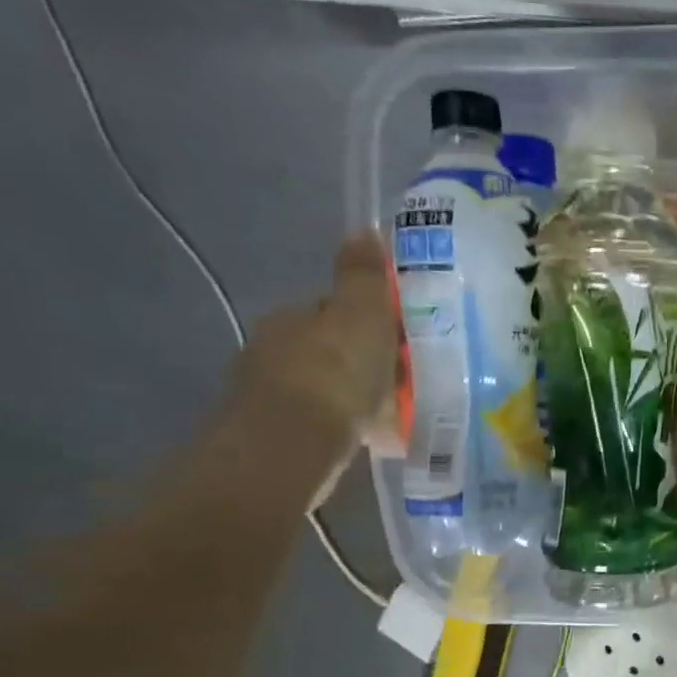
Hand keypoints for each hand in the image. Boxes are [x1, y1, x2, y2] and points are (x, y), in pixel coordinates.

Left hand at [229, 234, 400, 475]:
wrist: (290, 448)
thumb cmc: (333, 375)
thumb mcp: (361, 315)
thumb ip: (364, 276)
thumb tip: (364, 229)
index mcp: (293, 318)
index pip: (334, 310)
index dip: (370, 321)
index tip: (401, 341)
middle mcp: (274, 351)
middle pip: (331, 350)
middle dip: (364, 362)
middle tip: (405, 382)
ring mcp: (272, 397)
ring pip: (327, 389)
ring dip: (356, 398)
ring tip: (394, 416)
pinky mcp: (279, 437)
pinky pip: (325, 424)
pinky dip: (348, 428)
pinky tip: (371, 440)